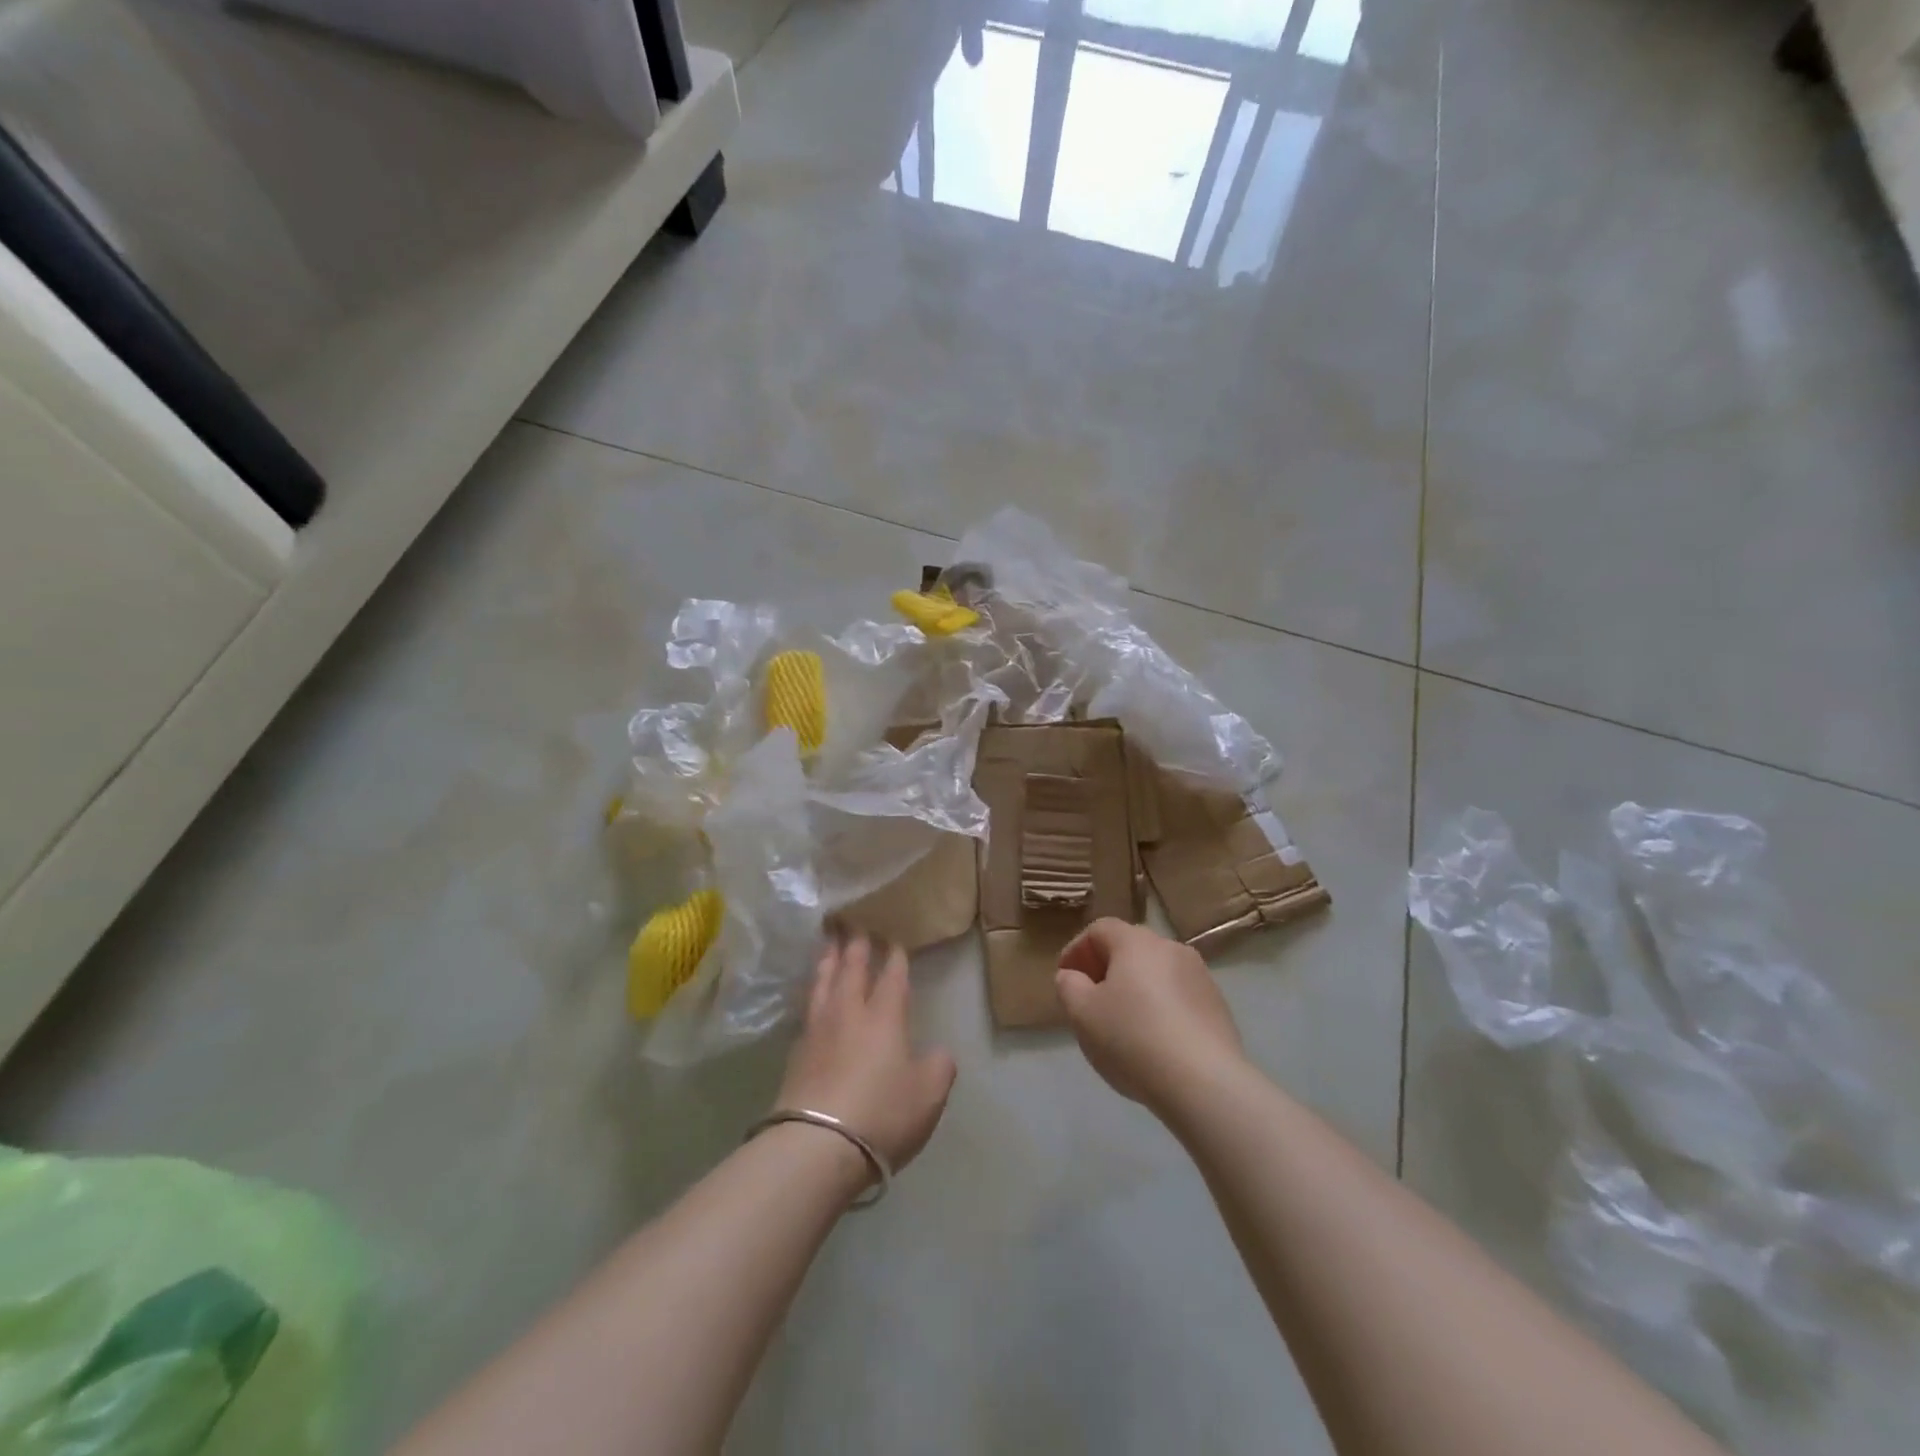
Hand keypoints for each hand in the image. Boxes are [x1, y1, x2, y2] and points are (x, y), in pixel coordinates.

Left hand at [775, 934, 956, 1175]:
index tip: (894, 939)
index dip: (895, 958)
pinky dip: (812, 992)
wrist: (816, 1145)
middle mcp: (849, 1013)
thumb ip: (938, 1067)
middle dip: (856, 946)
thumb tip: (937, 1053)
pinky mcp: (796, 1053)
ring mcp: (818, 1031)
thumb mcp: (928, 1094)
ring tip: (828, 944)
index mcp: (884, 1017)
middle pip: (851, 970)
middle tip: (853, 923)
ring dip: (827, 961)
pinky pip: (807, 1008)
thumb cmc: (881, 1113)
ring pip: (823, 984)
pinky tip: (812, 995)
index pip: (892, 977)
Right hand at [1055, 919, 1244, 1111]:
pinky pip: (1178, 995)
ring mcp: (1200, 975)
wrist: (1205, 1083)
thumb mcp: (1083, 1014)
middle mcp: (1170, 948)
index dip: (1077, 949)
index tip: (1065, 977)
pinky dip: (1160, 1006)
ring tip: (1122, 1021)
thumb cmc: (1133, 1039)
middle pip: (1130, 947)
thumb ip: (1069, 987)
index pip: (1100, 929)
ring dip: (1135, 987)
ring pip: (1156, 972)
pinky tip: (1154, 1038)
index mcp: (1136, 942)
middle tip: (1090, 998)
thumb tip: (1072, 976)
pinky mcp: (1217, 1005)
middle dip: (1106, 967)